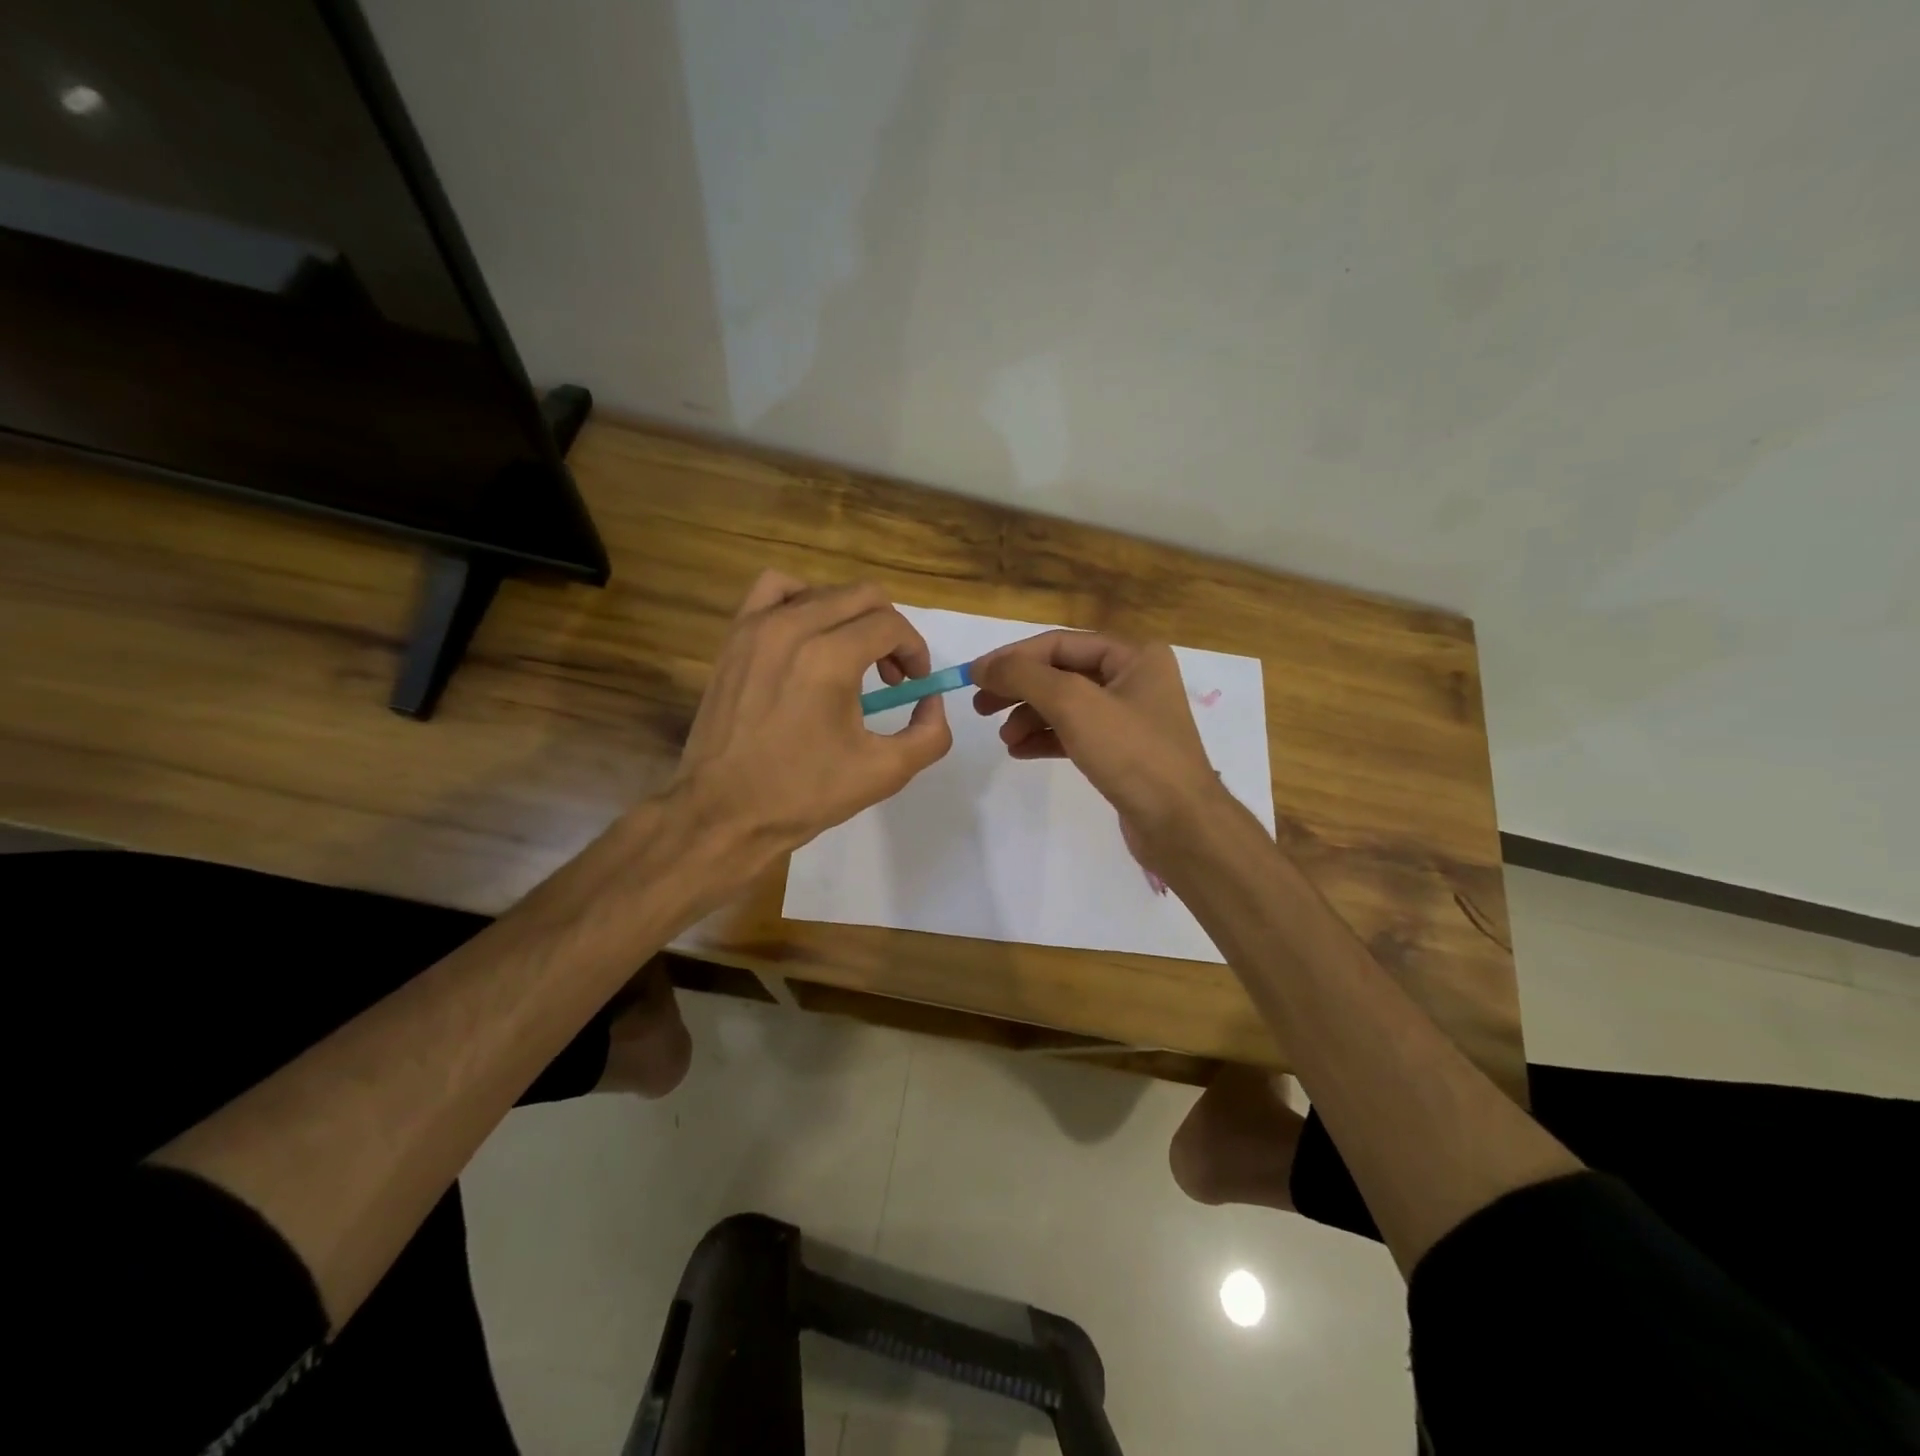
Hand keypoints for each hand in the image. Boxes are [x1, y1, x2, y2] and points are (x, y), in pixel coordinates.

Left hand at [672, 571, 951, 858]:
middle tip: (891, 676)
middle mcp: (793, 628)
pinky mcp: (735, 636)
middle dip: (890, 632)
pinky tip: (807, 635)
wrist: (724, 811)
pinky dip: (802, 600)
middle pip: (863, 597)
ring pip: (824, 591)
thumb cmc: (804, 794)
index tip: (914, 684)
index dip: (915, 651)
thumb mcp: (885, 772)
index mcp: (830, 658)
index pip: (891, 625)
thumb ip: (930, 733)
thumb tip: (931, 700)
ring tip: (851, 656)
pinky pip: (775, 590)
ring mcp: (758, 627)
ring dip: (851, 617)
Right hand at [970, 630, 1229, 859]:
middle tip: (980, 707)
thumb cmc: (1132, 754)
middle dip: (1019, 689)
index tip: (974, 676)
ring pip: (1066, 706)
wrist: (1179, 825)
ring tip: (1004, 739)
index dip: (1014, 657)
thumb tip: (983, 666)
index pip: (1060, 644)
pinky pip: (1074, 734)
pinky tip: (1019, 751)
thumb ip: (1024, 677)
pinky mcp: (1122, 751)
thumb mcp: (1074, 704)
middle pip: (1061, 673)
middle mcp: (1134, 679)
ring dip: (1029, 717)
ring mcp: (1129, 717)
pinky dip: (1046, 739)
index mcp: (1134, 655)